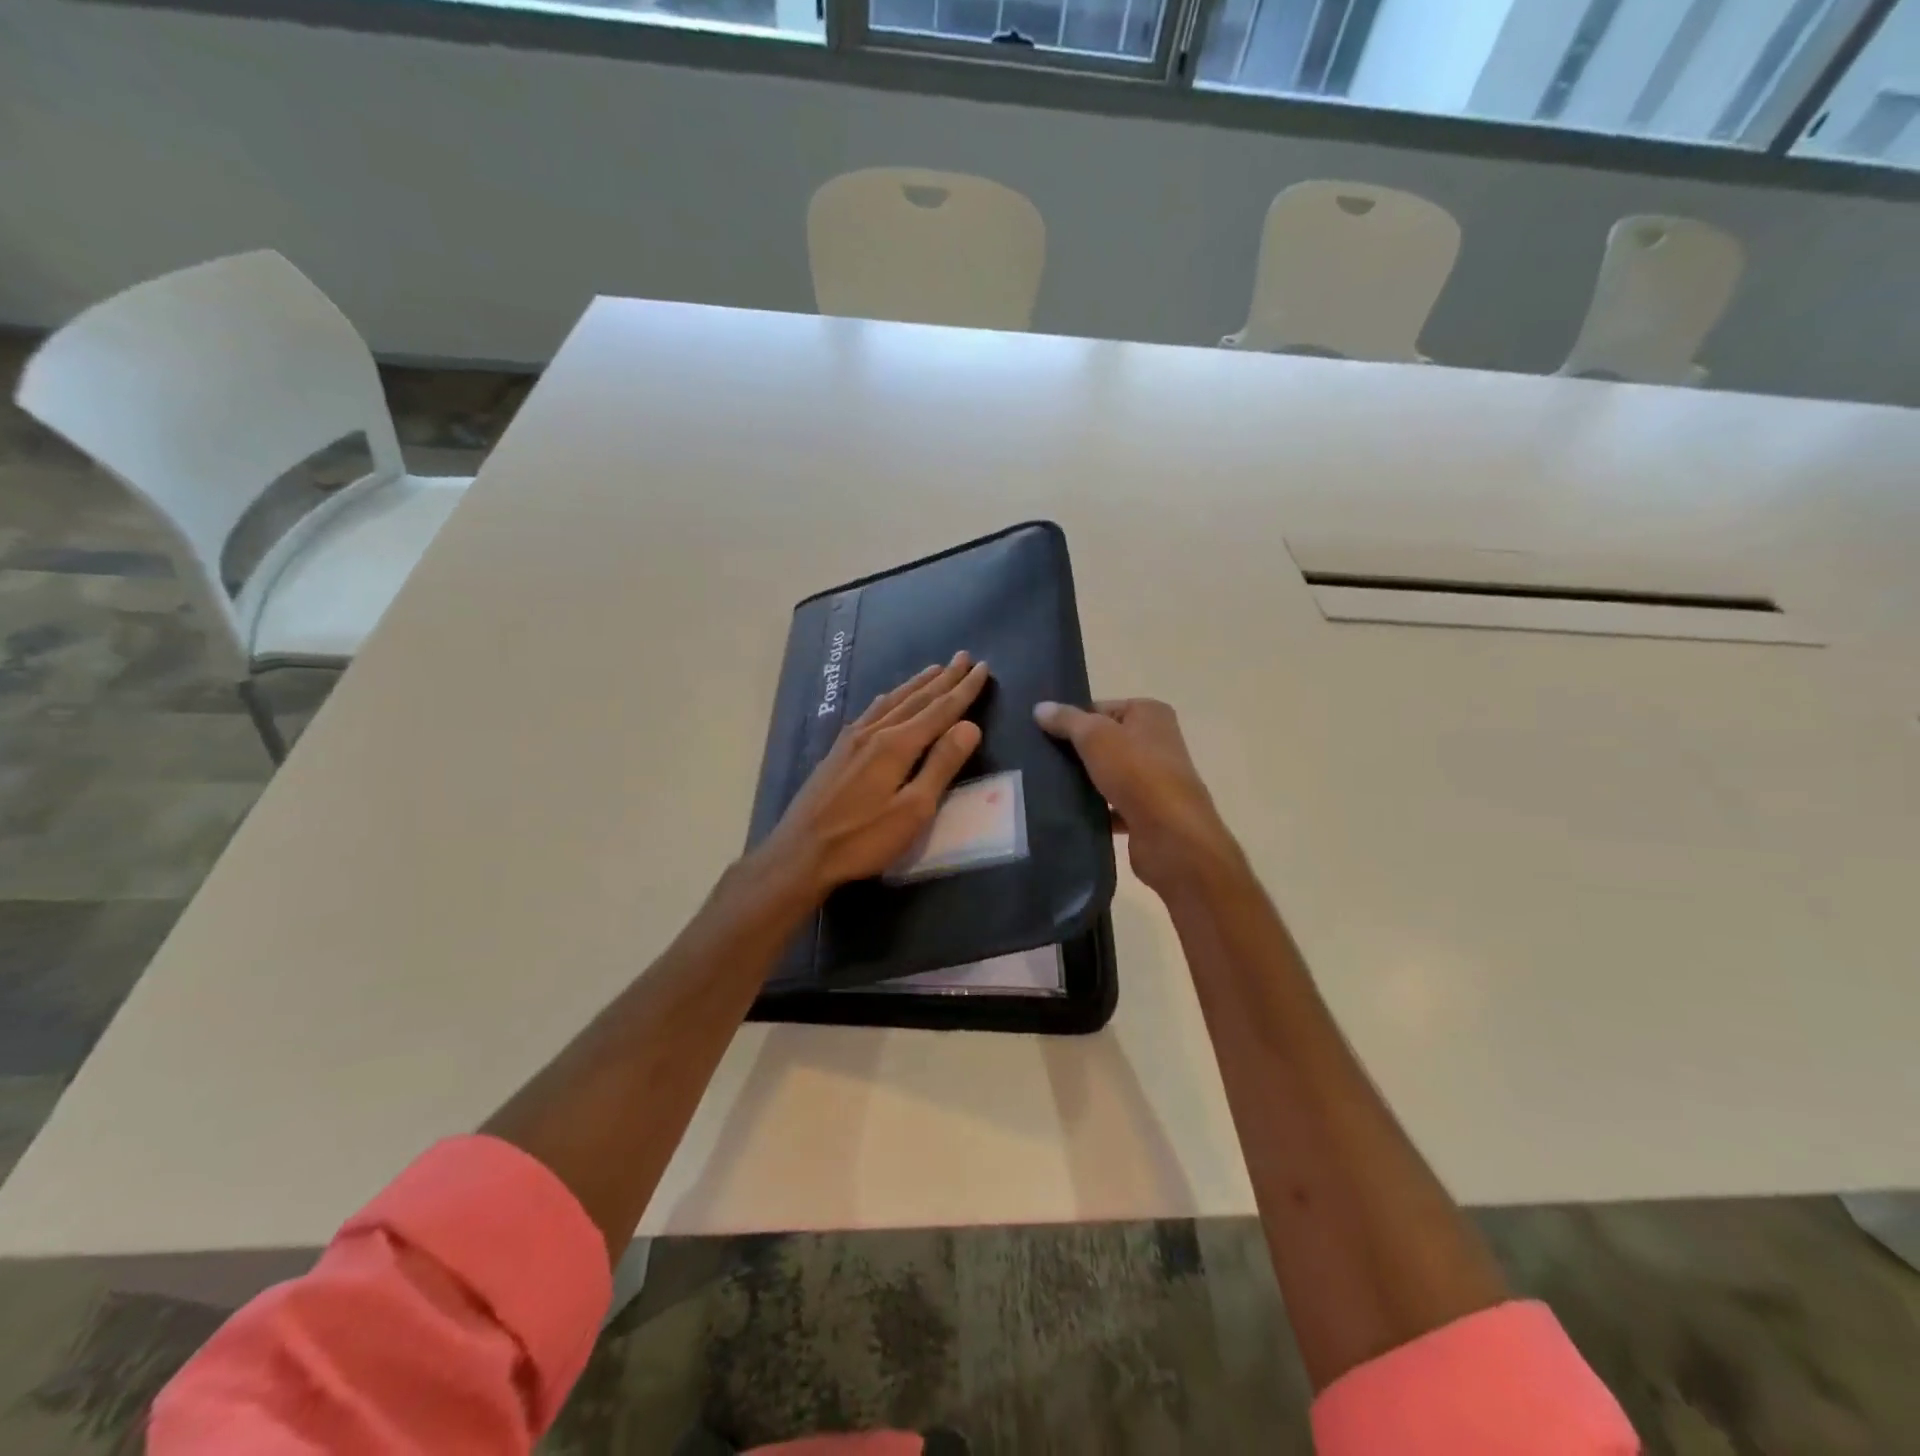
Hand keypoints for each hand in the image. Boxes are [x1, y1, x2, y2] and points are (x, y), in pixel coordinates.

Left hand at [757, 653, 989, 901]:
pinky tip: (888, 699)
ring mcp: (851, 739)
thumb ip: (941, 766)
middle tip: (964, 656)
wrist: (800, 854)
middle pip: (916, 699)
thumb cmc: (863, 839)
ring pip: (891, 701)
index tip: (983, 668)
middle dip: (943, 679)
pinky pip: (872, 711)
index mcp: (896, 745)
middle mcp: (874, 732)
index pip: (940, 710)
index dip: (964, 690)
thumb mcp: (913, 810)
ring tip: (934, 669)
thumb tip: (969, 726)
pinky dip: (890, 699)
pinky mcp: (837, 751)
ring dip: (917, 684)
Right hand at [1034, 698, 1241, 895]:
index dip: (1073, 719)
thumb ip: (1067, 720)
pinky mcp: (1147, 812)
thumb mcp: (1095, 736)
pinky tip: (1069, 814)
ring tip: (1047, 786)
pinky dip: (1095, 810)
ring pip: (1108, 775)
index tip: (1043, 734)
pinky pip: (1113, 806)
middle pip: (1105, 741)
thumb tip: (1040, 707)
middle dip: (1076, 752)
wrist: (1170, 835)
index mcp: (1150, 714)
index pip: (1101, 708)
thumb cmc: (1136, 772)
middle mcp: (1157, 742)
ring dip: (1085, 782)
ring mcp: (1154, 779)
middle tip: (1040, 760)